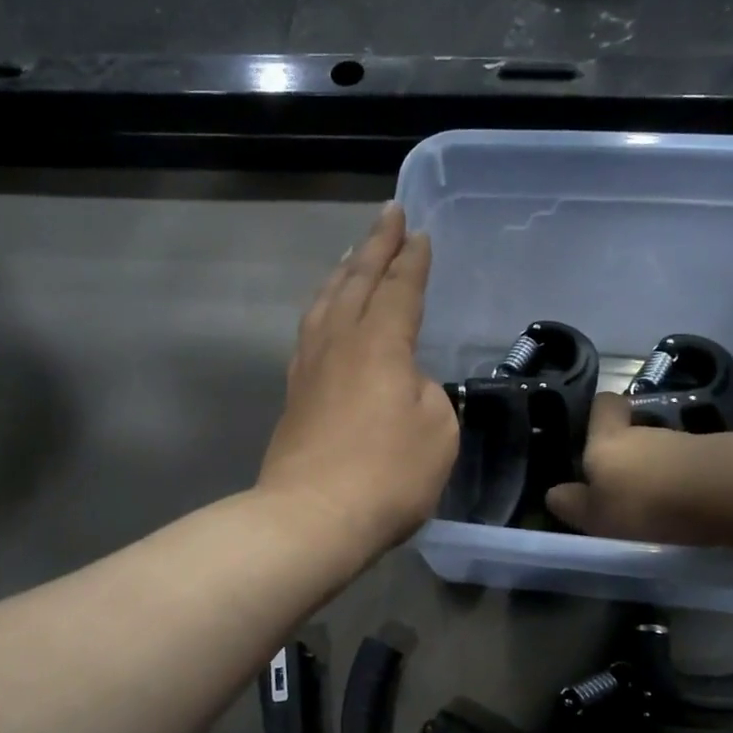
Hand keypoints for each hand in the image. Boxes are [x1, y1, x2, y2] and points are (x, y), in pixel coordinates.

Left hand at [258, 204, 458, 554]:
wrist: (312, 518)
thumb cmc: (387, 474)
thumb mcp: (437, 431)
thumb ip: (427, 394)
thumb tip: (404, 383)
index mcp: (380, 343)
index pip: (400, 289)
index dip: (412, 260)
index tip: (419, 232)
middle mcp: (340, 343)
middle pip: (357, 281)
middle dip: (375, 246)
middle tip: (388, 215)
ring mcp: (310, 368)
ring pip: (325, 303)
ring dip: (342, 273)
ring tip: (351, 254)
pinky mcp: (294, 395)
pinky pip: (310, 332)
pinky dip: (322, 310)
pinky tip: (323, 315)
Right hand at [545, 393, 732, 544]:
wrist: (724, 493)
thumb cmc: (645, 501)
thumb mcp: (595, 514)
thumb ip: (573, 503)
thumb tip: (554, 493)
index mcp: (607, 439)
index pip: (602, 405)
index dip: (599, 413)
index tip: (593, 431)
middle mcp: (644, 431)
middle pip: (632, 431)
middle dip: (626, 453)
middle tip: (620, 484)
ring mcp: (684, 441)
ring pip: (661, 450)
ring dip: (656, 469)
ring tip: (654, 502)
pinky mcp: (716, 457)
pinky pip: (689, 465)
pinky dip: (683, 481)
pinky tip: (684, 506)